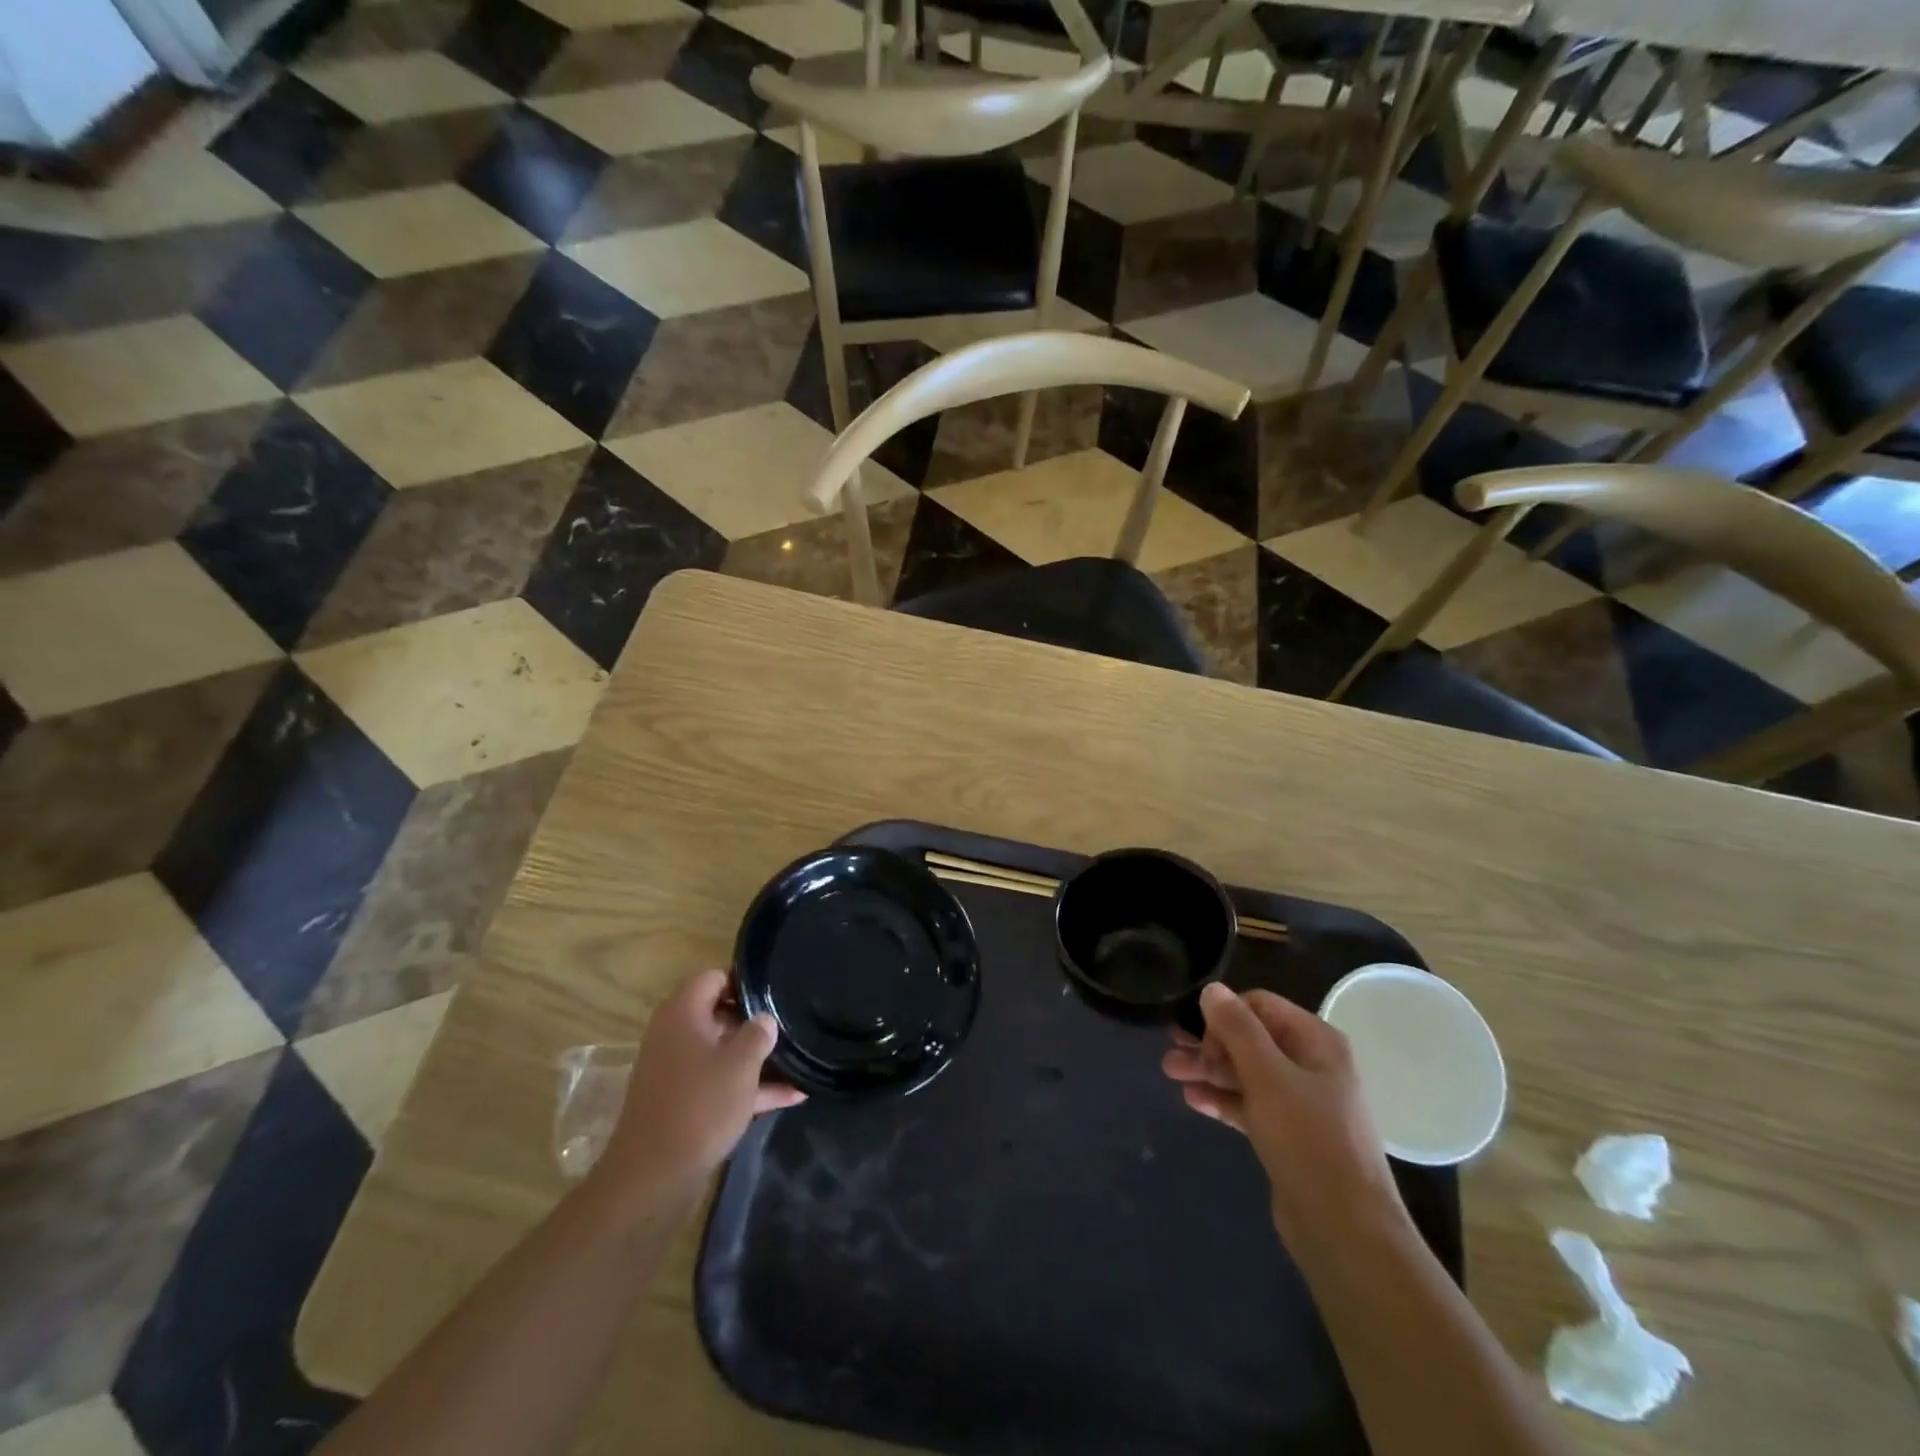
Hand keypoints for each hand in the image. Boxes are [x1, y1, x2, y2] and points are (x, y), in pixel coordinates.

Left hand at [601, 970, 803, 1194]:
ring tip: (797, 1060)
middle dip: (753, 1022)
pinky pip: (718, 1083)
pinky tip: (790, 1097)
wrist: (653, 1178)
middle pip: (718, 1014)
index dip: (744, 982)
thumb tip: (764, 1019)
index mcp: (682, 1014)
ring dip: (755, 1058)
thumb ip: (758, 1033)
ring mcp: (676, 1071)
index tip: (774, 994)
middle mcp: (674, 1035)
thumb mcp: (740, 1064)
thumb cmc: (699, 1106)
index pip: (713, 977)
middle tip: (787, 1026)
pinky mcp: (681, 1102)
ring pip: (721, 1052)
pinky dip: (747, 1087)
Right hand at [1163, 983, 1404, 1247]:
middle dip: (1209, 1044)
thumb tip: (1211, 988)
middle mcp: (1311, 1065)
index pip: (1260, 1005)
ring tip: (1170, 1073)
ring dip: (1209, 1070)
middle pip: (1250, 1039)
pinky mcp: (1289, 1136)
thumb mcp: (1267, 1076)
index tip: (1201, 1040)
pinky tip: (1191, 1100)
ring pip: (1246, 1073)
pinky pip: (1250, 1104)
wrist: (1345, 1231)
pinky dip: (1222, 1099)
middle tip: (1170, 1052)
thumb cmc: (1309, 1140)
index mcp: (1317, 1042)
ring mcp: (1302, 1103)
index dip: (1226, 1016)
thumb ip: (1237, 1029)